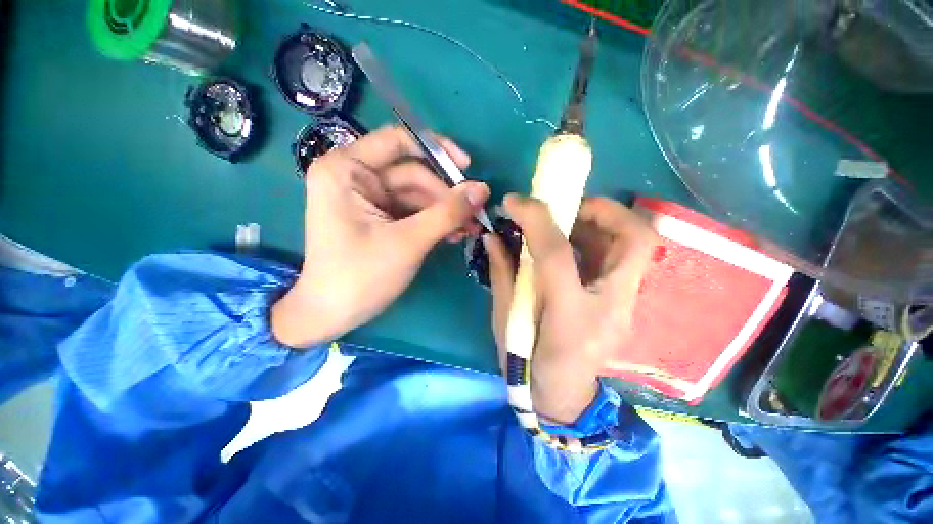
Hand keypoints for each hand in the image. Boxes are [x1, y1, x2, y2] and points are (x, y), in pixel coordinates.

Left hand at [272, 125, 489, 347]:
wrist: (332, 315)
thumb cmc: (361, 276)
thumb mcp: (408, 241)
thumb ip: (447, 213)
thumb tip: (483, 189)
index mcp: (346, 169)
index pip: (397, 140)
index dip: (437, 150)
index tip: (467, 167)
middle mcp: (355, 177)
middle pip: (413, 174)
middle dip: (446, 195)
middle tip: (476, 213)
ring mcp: (368, 199)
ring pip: (417, 195)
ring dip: (445, 211)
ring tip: (470, 229)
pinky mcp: (379, 218)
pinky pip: (413, 211)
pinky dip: (434, 221)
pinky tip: (454, 234)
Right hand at [486, 195, 657, 424]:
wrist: (562, 397)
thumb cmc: (528, 364)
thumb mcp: (504, 321)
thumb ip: (502, 274)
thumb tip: (493, 237)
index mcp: (570, 317)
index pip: (557, 254)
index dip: (535, 219)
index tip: (515, 202)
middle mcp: (610, 308)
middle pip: (634, 242)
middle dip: (603, 209)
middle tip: (566, 203)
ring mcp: (626, 306)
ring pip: (636, 246)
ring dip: (602, 221)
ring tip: (566, 218)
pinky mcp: (626, 304)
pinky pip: (623, 257)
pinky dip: (601, 238)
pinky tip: (573, 240)